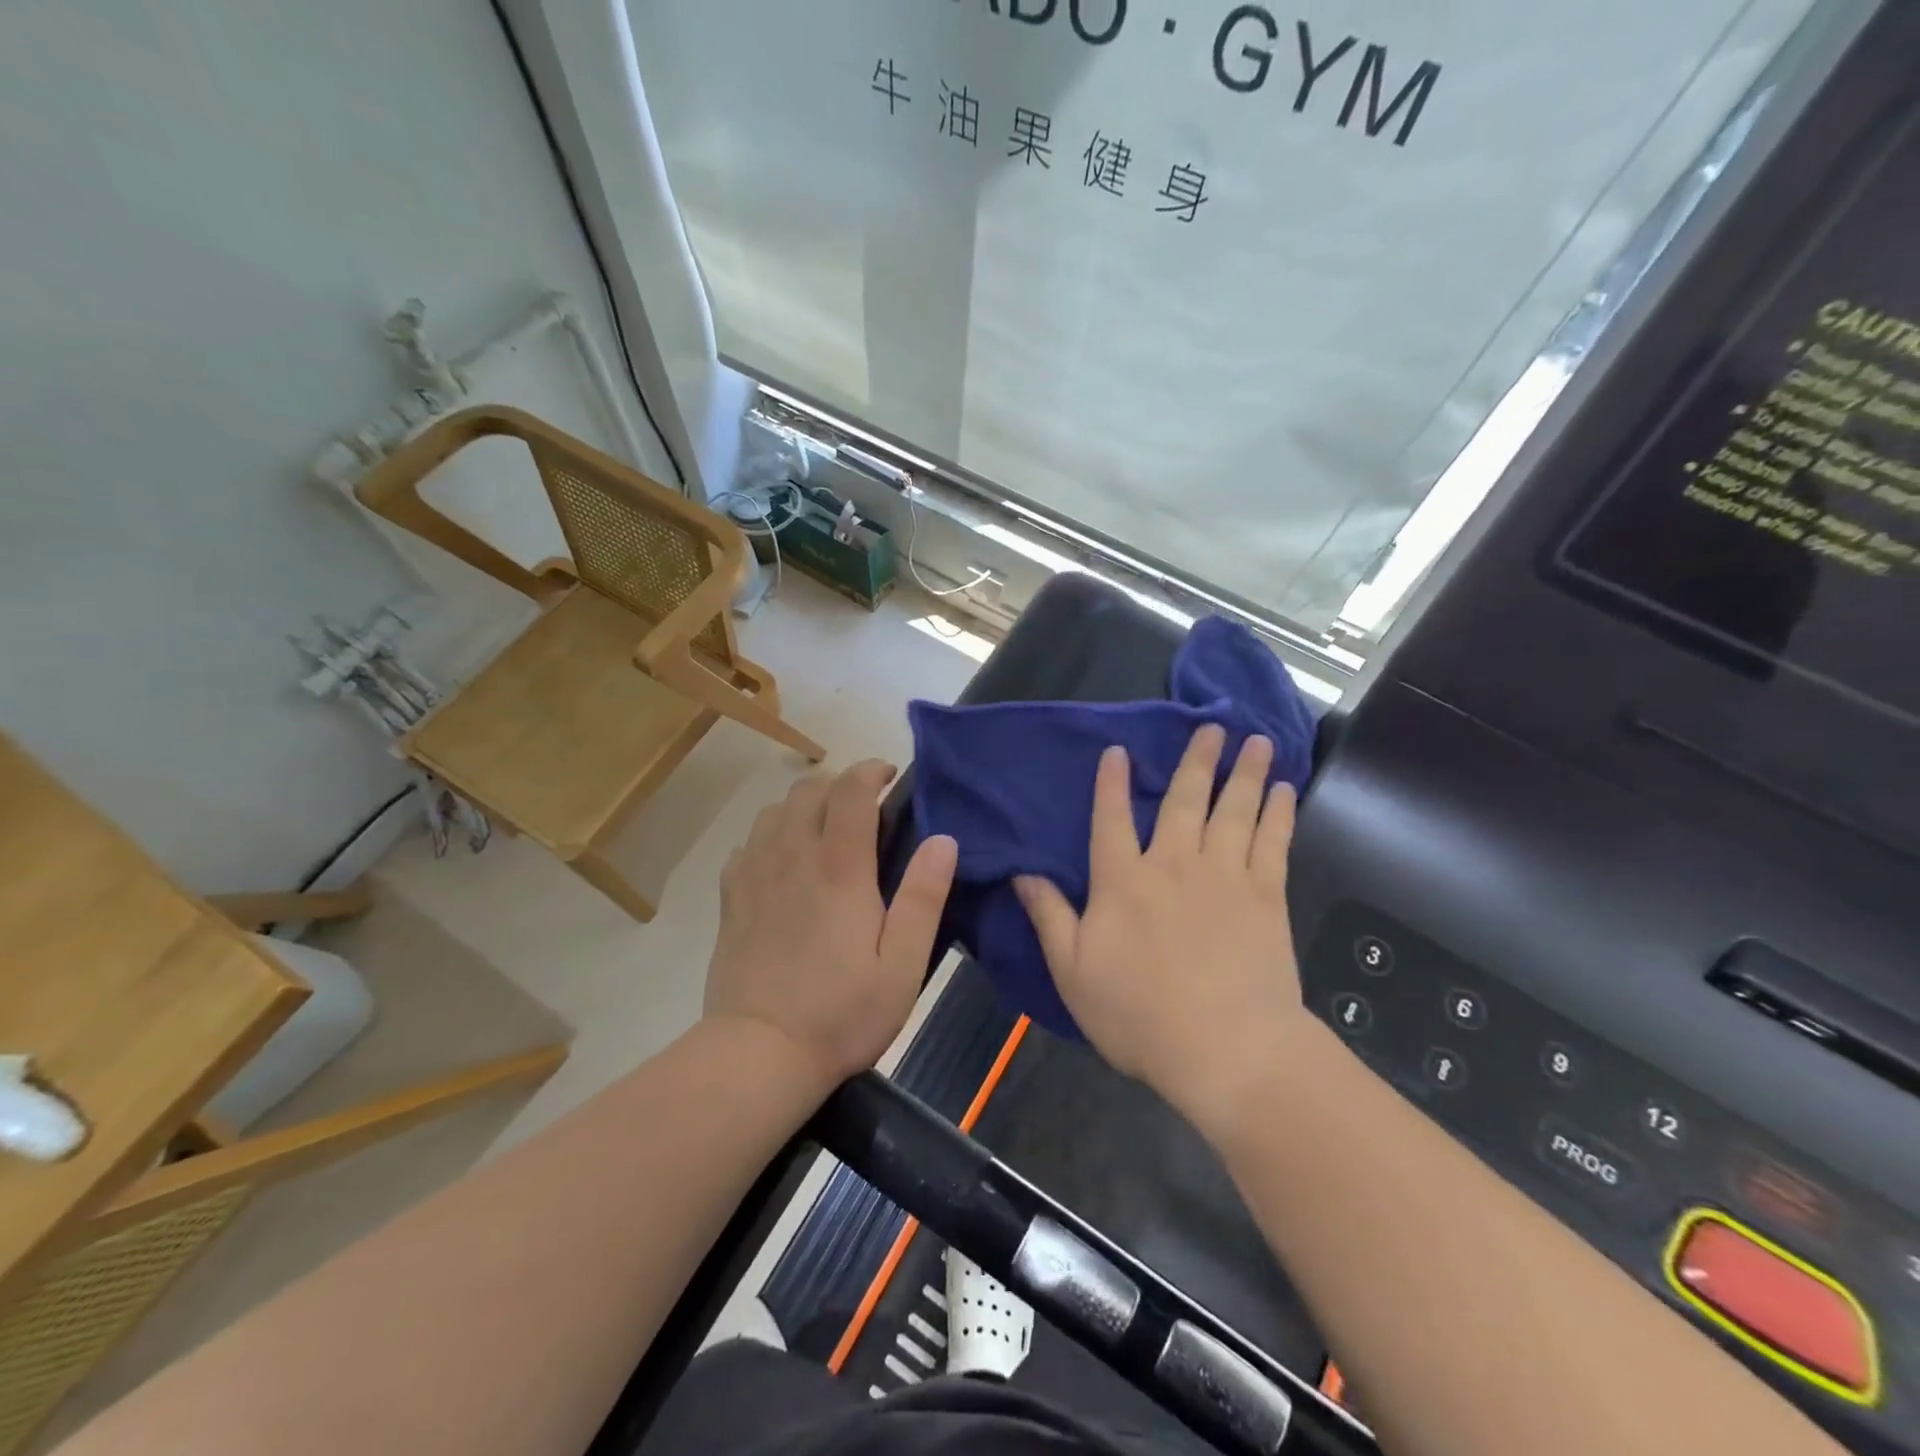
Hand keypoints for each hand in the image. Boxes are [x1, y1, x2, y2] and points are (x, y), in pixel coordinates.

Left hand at [705, 761, 958, 1091]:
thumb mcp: (903, 964)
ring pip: (775, 810)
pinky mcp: (731, 897)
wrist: (758, 1053)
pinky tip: (783, 861)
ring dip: (804, 804)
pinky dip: (770, 835)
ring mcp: (755, 874)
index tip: (889, 775)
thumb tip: (944, 840)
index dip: (870, 770)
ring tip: (825, 827)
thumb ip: (924, 897)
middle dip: (839, 783)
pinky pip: (748, 843)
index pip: (851, 790)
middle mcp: (792, 855)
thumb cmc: (842, 1012)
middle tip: (864, 805)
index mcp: (839, 866)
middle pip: (809, 789)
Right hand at [1015, 726, 1308, 1130]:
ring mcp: (1224, 876)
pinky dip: (1278, 813)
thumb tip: (1022, 872)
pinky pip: (1272, 842)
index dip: (1111, 783)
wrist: (1225, 1049)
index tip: (1118, 751)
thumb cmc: (1139, 1015)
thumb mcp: (1072, 971)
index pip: (1110, 820)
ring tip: (1254, 740)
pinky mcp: (1266, 896)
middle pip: (1183, 801)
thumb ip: (1049, 916)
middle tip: (1212, 726)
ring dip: (1243, 773)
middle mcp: (1173, 864)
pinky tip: (1283, 790)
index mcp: (1122, 881)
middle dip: (1196, 760)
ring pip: (1233, 810)